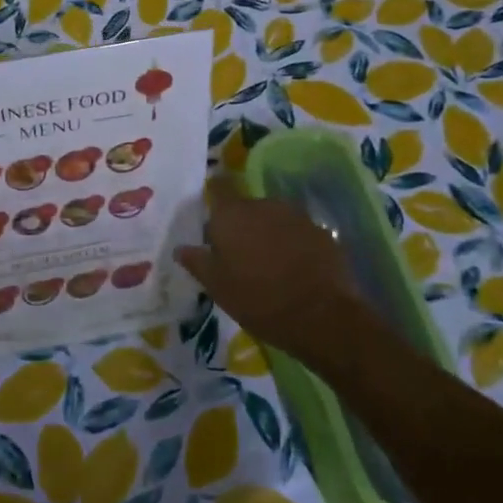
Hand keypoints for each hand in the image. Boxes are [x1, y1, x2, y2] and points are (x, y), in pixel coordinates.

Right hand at [177, 192, 373, 371]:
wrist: (322, 316)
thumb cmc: (258, 299)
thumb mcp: (217, 286)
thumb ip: (197, 262)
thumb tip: (180, 248)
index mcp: (232, 214)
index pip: (219, 186)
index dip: (215, 194)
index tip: (212, 213)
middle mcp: (263, 205)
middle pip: (246, 205)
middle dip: (242, 223)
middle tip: (238, 253)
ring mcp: (296, 216)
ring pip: (273, 218)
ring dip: (268, 233)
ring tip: (267, 264)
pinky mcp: (321, 232)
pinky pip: (297, 232)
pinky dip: (292, 244)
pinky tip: (293, 270)